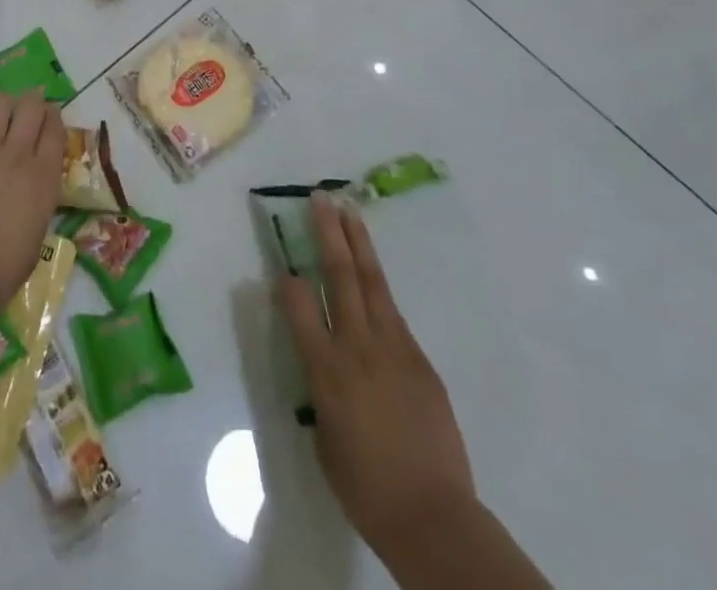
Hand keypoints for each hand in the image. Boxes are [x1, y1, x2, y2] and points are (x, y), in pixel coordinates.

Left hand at [0, 90, 65, 326]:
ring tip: (0, 110)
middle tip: (29, 106)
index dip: (54, 118)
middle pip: (31, 109)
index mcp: (43, 180)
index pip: (55, 132)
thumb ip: (36, 208)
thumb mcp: (34, 241)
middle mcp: (17, 156)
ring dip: (3, 103)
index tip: (51, 116)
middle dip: (32, 101)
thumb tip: (31, 198)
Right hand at [277, 194, 473, 549]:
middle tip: (321, 199)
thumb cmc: (366, 488)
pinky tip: (372, 277)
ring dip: (359, 243)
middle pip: (341, 276)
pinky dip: (379, 289)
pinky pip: (394, 315)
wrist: (433, 516)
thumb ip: (321, 392)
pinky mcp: (420, 359)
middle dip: (329, 233)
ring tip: (349, 212)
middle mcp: (358, 347)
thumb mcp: (325, 439)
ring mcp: (394, 348)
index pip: (299, 305)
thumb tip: (325, 366)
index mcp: (326, 370)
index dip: (289, 281)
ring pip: (372, 282)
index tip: (283, 266)